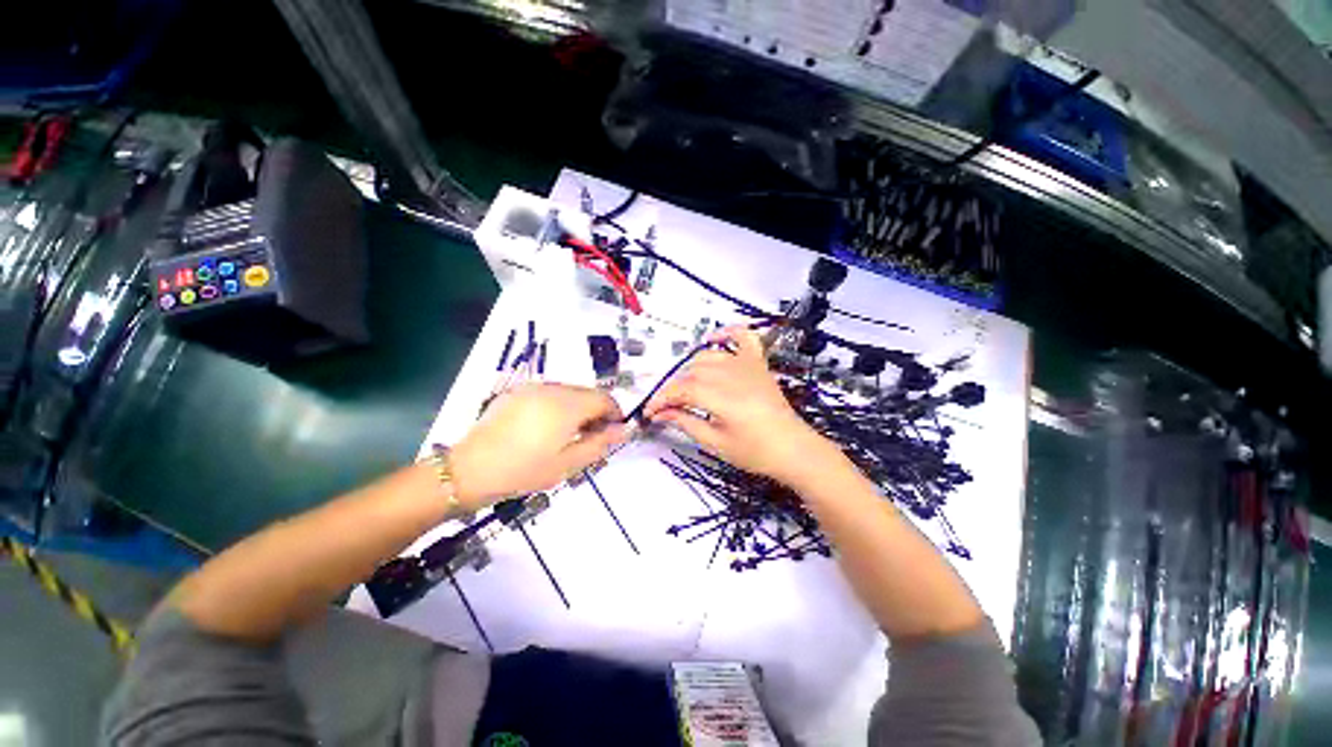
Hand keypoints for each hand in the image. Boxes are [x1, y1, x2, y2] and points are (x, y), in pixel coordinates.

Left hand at [451, 384, 626, 507]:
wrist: (469, 470)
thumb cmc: (524, 470)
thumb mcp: (568, 464)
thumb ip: (600, 443)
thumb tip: (625, 430)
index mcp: (567, 405)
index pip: (605, 399)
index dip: (615, 414)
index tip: (612, 434)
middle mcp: (552, 388)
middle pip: (588, 393)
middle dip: (596, 412)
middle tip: (591, 439)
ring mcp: (532, 388)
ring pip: (569, 392)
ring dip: (578, 409)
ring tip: (568, 435)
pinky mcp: (517, 392)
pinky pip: (549, 394)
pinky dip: (558, 406)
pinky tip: (546, 429)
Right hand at [644, 326, 831, 485]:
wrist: (793, 448)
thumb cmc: (755, 451)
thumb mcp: (715, 443)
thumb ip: (685, 422)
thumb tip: (660, 413)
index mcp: (721, 397)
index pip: (681, 390)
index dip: (661, 398)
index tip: (650, 411)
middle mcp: (732, 374)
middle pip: (691, 372)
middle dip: (673, 388)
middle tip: (666, 406)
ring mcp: (747, 365)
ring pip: (708, 356)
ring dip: (690, 368)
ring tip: (685, 386)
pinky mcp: (758, 363)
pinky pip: (743, 337)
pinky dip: (727, 332)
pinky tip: (713, 338)